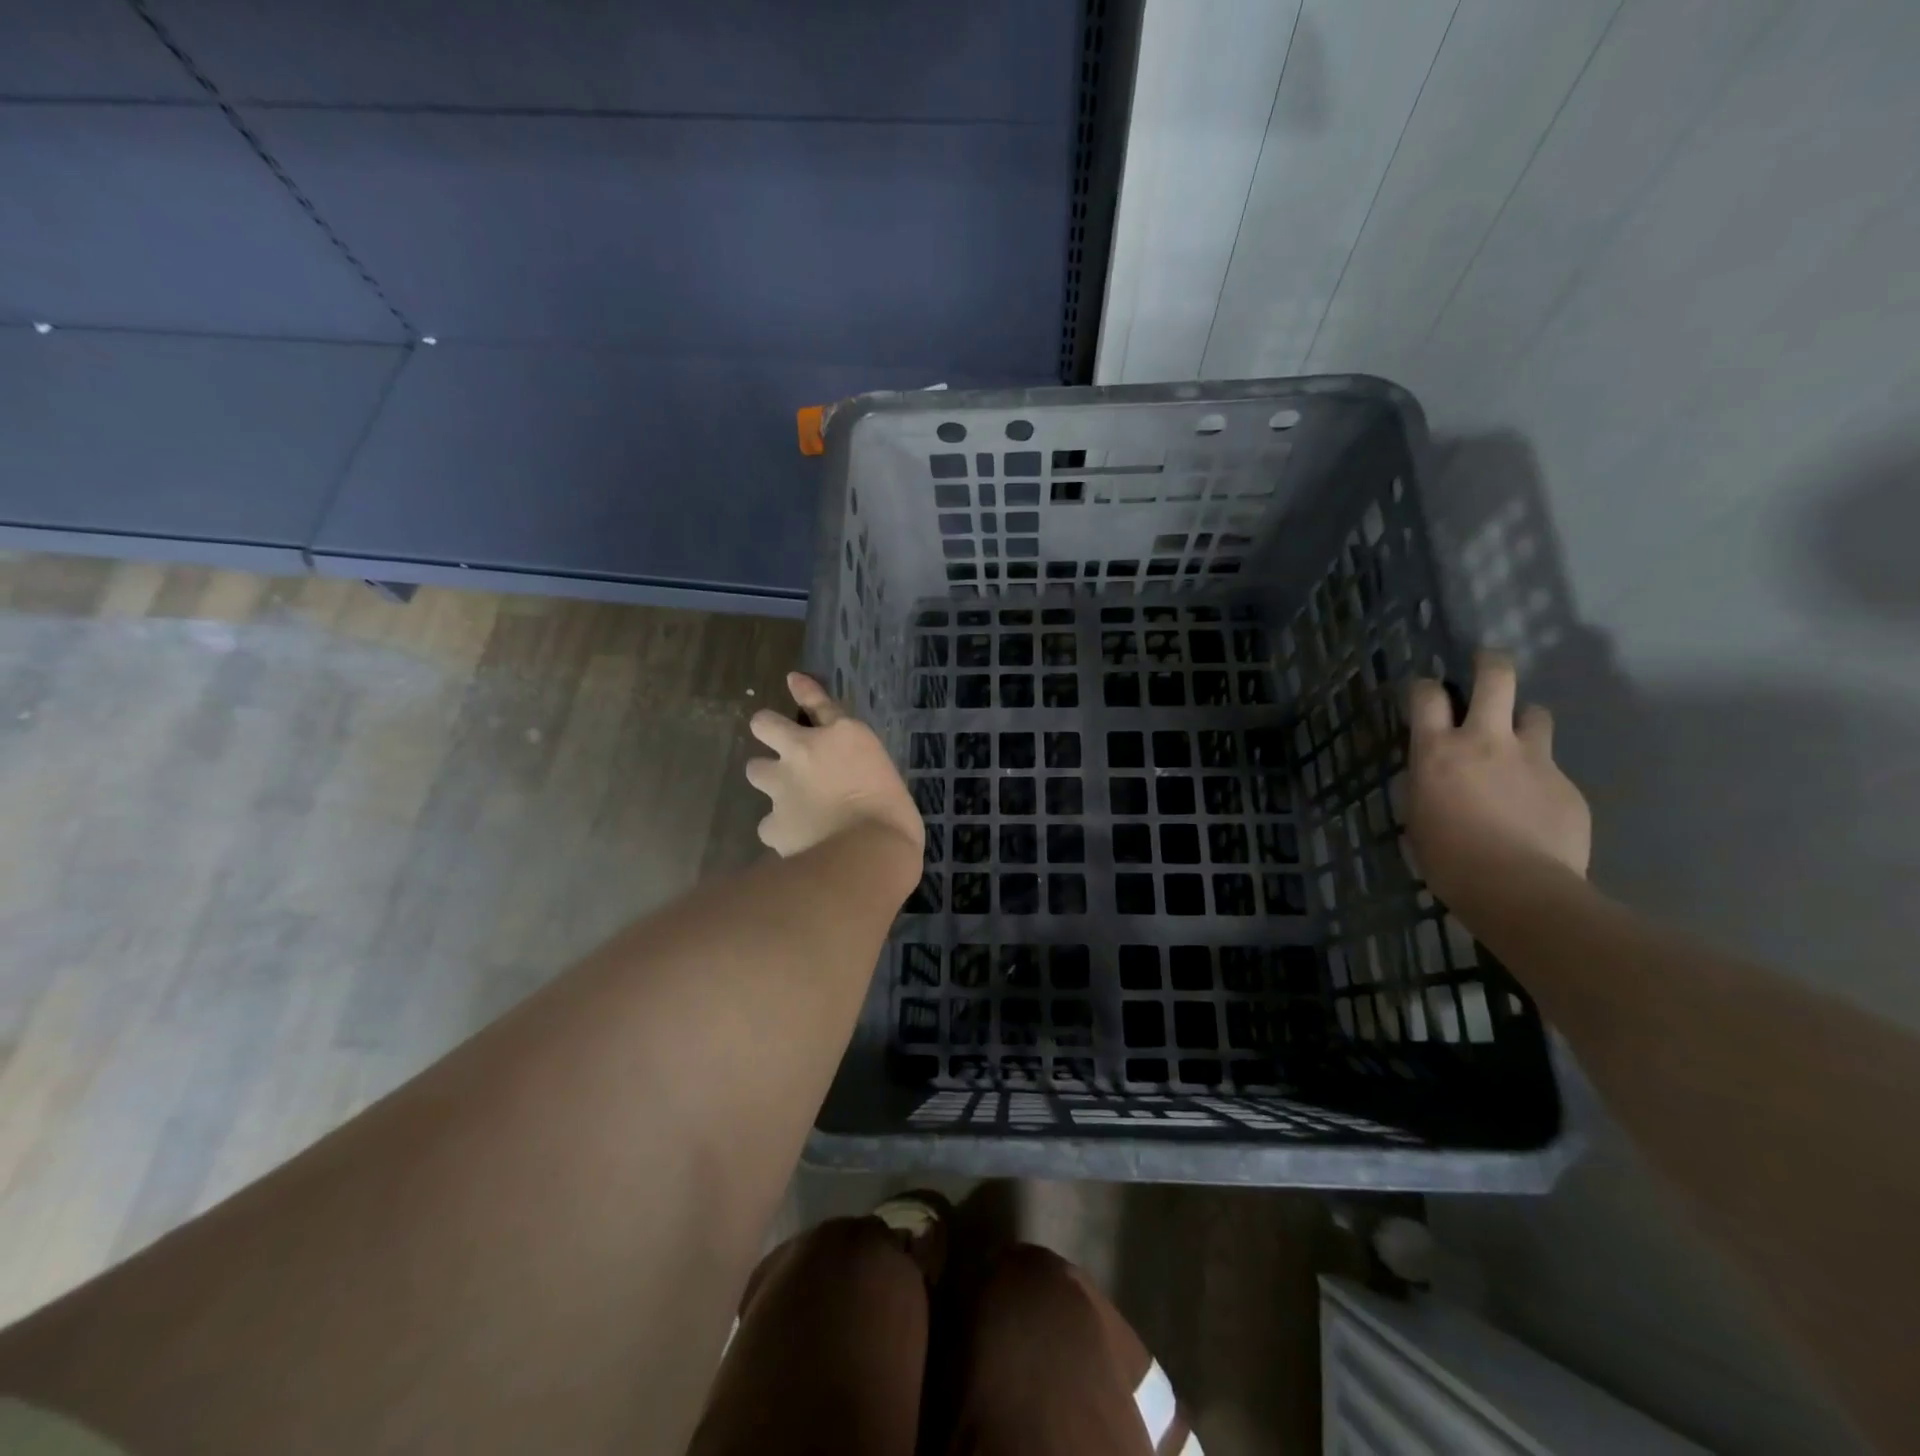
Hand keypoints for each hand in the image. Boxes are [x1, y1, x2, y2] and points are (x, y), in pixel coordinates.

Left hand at [745, 673, 923, 865]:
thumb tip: (850, 777)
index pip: (817, 701)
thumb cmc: (894, 815)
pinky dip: (780, 828)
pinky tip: (794, 839)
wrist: (867, 854)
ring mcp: (782, 787)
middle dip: (769, 731)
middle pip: (764, 724)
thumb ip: (861, 768)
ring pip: (756, 769)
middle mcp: (805, 751)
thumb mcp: (887, 778)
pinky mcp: (772, 823)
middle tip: (784, 749)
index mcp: (843, 734)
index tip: (794, 682)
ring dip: (768, 778)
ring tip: (786, 796)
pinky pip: (768, 822)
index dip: (804, 690)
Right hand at [1405, 652, 1590, 911]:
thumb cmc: (1448, 858)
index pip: (1427, 696)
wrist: (1519, 888)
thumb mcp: (1417, 818)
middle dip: (1490, 663)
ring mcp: (1533, 759)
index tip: (1427, 692)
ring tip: (1518, 741)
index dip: (1425, 687)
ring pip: (1536, 714)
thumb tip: (1434, 778)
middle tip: (1487, 662)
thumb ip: (1427, 786)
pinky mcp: (1566, 784)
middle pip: (1496, 678)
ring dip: (1524, 721)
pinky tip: (1534, 808)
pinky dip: (1540, 777)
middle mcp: (1486, 741)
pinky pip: (1552, 767)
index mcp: (1438, 751)